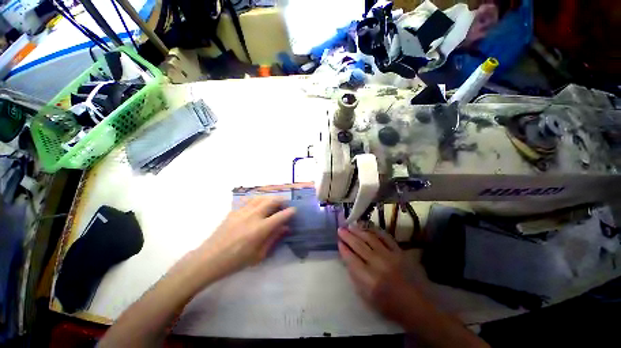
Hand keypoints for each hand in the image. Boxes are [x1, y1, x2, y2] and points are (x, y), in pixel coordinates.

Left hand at [192, 196, 295, 283]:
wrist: (209, 258)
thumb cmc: (236, 260)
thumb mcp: (259, 255)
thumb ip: (273, 238)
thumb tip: (285, 228)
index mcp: (260, 229)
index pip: (280, 216)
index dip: (290, 212)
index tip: (294, 210)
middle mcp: (253, 216)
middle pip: (271, 201)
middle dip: (282, 200)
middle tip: (285, 204)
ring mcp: (242, 211)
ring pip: (261, 197)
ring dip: (270, 198)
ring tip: (274, 203)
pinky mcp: (234, 210)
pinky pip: (249, 200)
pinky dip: (258, 200)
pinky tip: (258, 204)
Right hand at [338, 225, 414, 322]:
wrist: (416, 305)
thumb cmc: (389, 306)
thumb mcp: (367, 298)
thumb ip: (356, 278)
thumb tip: (348, 260)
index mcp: (369, 279)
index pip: (351, 259)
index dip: (343, 249)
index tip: (338, 242)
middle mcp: (378, 264)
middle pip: (359, 245)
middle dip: (347, 236)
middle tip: (341, 229)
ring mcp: (389, 255)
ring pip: (370, 238)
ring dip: (358, 231)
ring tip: (350, 226)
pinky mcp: (399, 251)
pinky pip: (385, 237)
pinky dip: (375, 231)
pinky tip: (368, 227)